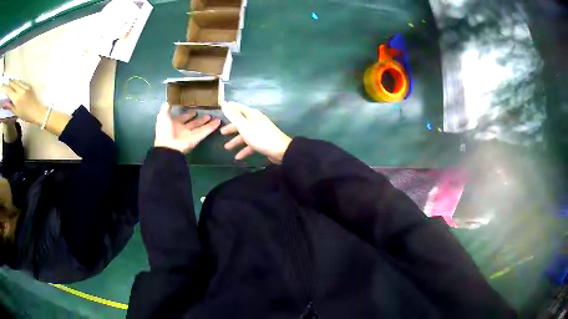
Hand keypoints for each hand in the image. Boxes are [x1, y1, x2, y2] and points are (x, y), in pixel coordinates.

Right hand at [0, 80, 46, 123]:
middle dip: (11, 82)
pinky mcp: (28, 85)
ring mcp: (25, 86)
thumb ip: (12, 106)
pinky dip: (18, 82)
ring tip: (12, 80)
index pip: (11, 92)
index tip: (7, 86)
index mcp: (17, 98)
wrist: (37, 111)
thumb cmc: (26, 115)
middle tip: (9, 81)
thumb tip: (8, 102)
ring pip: (18, 82)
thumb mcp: (17, 113)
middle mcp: (20, 90)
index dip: (8, 89)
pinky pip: (21, 82)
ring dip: (14, 81)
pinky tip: (16, 82)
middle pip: (14, 84)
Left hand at [154, 103, 220, 153]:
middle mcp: (182, 130)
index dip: (188, 114)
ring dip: (207, 123)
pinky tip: (218, 122)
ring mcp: (189, 135)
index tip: (194, 110)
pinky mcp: (196, 139)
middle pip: (193, 123)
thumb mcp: (162, 116)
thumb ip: (166, 108)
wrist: (167, 147)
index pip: (182, 118)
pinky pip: (204, 132)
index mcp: (174, 124)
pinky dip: (211, 127)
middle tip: (207, 114)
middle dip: (199, 119)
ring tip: (215, 118)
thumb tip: (168, 101)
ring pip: (200, 127)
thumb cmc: (164, 131)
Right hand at [221, 102, 291, 163]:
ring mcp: (260, 132)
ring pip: (245, 134)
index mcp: (252, 114)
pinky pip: (251, 144)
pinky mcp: (263, 142)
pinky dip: (244, 150)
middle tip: (222, 133)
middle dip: (231, 128)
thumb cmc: (260, 136)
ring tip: (226, 148)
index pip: (239, 108)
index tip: (223, 106)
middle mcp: (256, 121)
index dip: (230, 107)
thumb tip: (224, 103)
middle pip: (241, 122)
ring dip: (235, 141)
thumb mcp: (244, 126)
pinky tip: (238, 157)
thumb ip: (233, 115)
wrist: (281, 150)